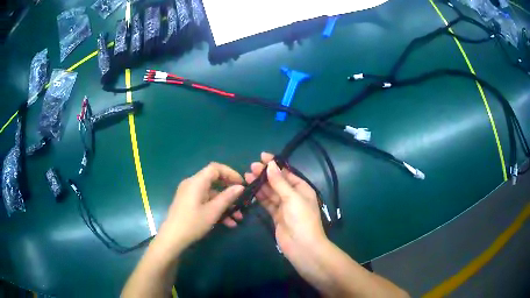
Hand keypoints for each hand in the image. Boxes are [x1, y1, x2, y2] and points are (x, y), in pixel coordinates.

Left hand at [157, 162, 244, 253]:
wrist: (172, 238)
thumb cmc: (193, 223)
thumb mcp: (213, 211)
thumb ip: (227, 197)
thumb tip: (240, 187)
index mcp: (196, 182)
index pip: (215, 168)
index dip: (230, 173)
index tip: (242, 184)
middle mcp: (192, 184)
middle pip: (214, 181)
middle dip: (229, 191)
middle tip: (242, 200)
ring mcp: (189, 194)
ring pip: (211, 194)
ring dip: (225, 204)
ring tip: (238, 218)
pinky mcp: (188, 203)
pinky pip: (205, 201)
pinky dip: (216, 208)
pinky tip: (227, 223)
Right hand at [244, 153, 327, 266]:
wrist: (302, 246)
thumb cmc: (301, 219)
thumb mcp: (292, 197)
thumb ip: (279, 182)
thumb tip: (270, 164)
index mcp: (302, 189)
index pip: (287, 173)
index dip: (275, 164)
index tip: (262, 156)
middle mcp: (293, 196)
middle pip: (277, 182)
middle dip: (265, 174)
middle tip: (251, 167)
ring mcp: (284, 207)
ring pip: (271, 192)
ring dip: (260, 185)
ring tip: (247, 176)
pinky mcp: (276, 216)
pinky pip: (267, 203)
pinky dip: (260, 197)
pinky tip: (250, 191)